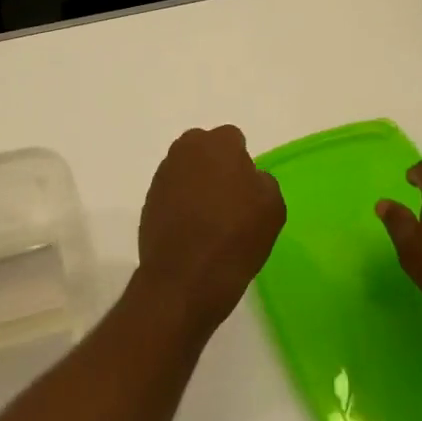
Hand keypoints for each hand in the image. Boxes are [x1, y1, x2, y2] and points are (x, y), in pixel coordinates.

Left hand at [135, 125, 285, 337]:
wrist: (183, 280)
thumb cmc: (235, 238)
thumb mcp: (273, 207)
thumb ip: (262, 181)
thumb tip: (248, 179)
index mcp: (218, 144)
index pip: (234, 140)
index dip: (242, 164)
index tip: (247, 191)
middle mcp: (186, 150)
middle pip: (206, 150)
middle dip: (216, 167)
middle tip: (229, 201)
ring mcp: (163, 175)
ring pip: (187, 171)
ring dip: (197, 186)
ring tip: (210, 221)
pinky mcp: (148, 201)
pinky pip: (172, 194)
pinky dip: (181, 206)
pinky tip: (192, 232)